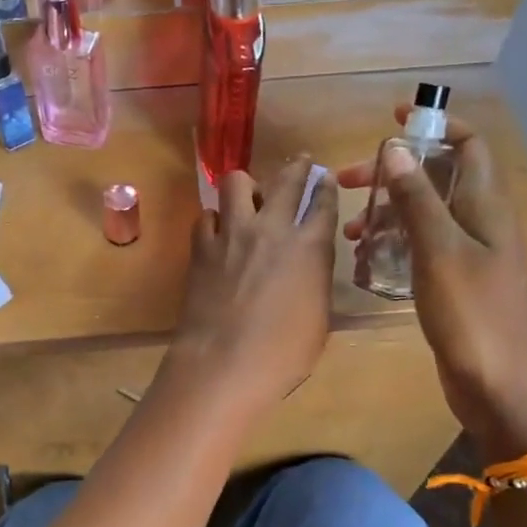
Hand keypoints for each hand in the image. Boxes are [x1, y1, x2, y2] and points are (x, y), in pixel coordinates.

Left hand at [167, 156, 338, 418]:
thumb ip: (314, 281)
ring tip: (249, 198)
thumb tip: (307, 266)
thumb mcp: (318, 318)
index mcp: (310, 247)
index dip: (325, 187)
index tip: (325, 177)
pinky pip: (207, 216)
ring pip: (236, 183)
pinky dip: (215, 220)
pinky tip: (219, 232)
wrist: (224, 363)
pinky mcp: (201, 248)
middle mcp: (272, 229)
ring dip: (247, 186)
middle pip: (286, 181)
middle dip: (297, 167)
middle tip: (300, 163)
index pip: (323, 203)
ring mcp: (232, 234)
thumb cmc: (283, 354)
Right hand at [340, 107, 526, 458]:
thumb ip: (416, 198)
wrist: (504, 388)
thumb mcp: (439, 250)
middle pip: (438, 179)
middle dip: (395, 173)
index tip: (393, 120)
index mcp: (484, 206)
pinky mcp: (455, 285)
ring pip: (425, 216)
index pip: (468, 146)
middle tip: (349, 183)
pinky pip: (422, 249)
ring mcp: (469, 256)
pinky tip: (368, 262)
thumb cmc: (474, 314)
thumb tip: (394, 148)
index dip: (436, 126)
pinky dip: (394, 245)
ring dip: (388, 213)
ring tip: (351, 232)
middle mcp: (479, 224)